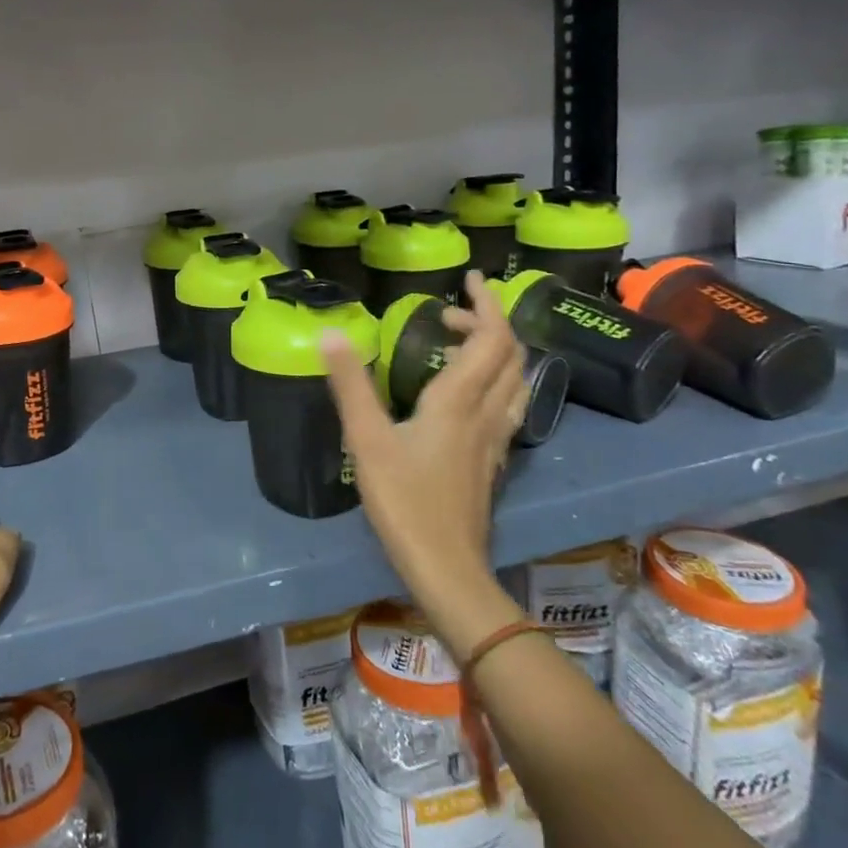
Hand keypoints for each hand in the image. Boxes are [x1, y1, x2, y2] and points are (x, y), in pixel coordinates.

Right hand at [323, 270, 528, 654]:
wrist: (447, 568)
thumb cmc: (405, 501)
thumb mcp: (367, 439)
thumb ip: (349, 384)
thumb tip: (331, 333)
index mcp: (460, 400)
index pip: (492, 338)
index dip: (487, 304)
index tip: (470, 279)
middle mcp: (487, 413)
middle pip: (511, 356)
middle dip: (487, 323)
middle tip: (448, 315)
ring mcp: (495, 441)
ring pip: (516, 383)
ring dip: (498, 353)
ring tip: (462, 345)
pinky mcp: (492, 462)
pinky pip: (508, 407)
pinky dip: (496, 382)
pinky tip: (468, 397)